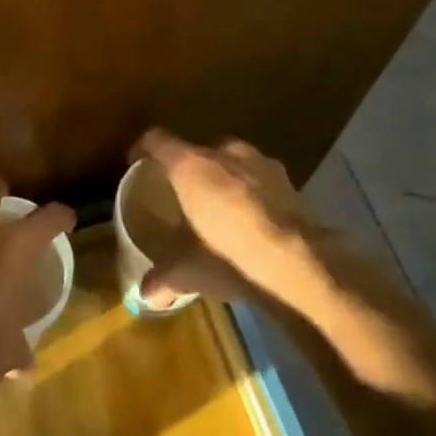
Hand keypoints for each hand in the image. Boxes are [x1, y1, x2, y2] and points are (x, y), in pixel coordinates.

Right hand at [130, 129, 321, 306]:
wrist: (298, 265)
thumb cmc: (227, 257)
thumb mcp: (187, 272)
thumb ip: (162, 278)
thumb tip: (145, 295)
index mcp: (190, 166)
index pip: (157, 140)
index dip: (143, 148)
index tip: (137, 161)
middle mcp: (225, 153)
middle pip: (198, 151)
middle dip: (190, 169)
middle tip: (183, 194)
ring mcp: (262, 163)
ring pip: (234, 163)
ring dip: (225, 179)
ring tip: (221, 208)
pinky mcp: (291, 182)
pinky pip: (262, 181)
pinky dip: (254, 194)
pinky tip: (254, 221)